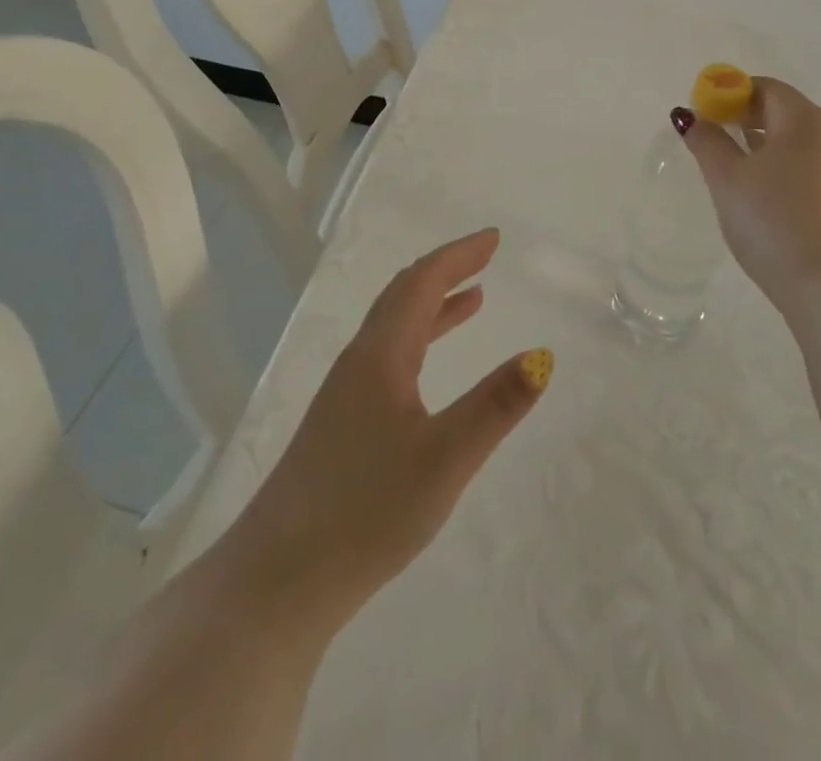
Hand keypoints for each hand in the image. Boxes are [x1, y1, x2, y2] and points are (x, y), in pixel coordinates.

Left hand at [226, 229, 551, 632]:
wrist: (278, 580)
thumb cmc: (366, 511)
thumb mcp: (445, 458)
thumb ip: (496, 405)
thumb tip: (543, 355)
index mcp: (381, 354)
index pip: (422, 282)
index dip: (458, 255)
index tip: (493, 238)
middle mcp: (361, 360)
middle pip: (404, 295)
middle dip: (447, 269)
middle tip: (486, 256)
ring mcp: (346, 393)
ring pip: (395, 328)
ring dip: (434, 304)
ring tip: (474, 298)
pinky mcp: (342, 424)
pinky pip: (389, 358)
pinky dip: (420, 342)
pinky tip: (431, 370)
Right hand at [676, 77, 820, 306]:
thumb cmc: (774, 221)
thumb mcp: (728, 179)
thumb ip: (707, 141)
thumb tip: (690, 115)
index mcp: (805, 120)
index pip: (765, 87)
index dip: (730, 94)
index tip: (704, 116)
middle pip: (784, 111)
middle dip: (746, 118)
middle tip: (713, 142)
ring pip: (798, 142)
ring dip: (764, 145)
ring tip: (734, 173)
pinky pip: (811, 168)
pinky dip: (784, 169)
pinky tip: (765, 199)